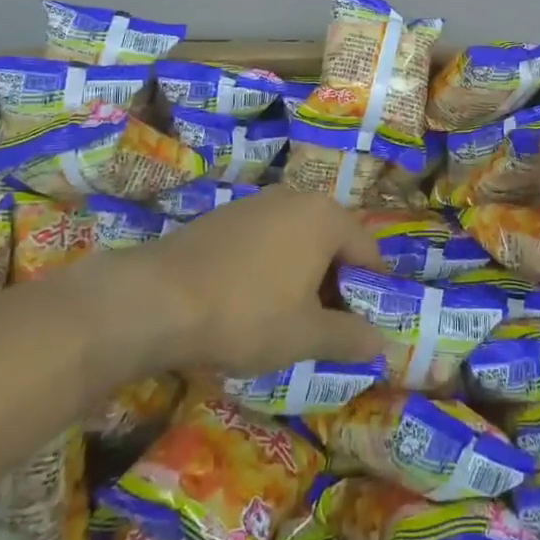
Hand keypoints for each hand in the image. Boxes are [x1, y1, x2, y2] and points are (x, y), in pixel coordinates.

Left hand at [132, 187, 387, 376]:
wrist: (157, 299)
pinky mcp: (224, 216)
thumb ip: (349, 336)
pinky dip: (269, 267)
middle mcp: (295, 197)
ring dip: (301, 275)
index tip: (362, 327)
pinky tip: (248, 302)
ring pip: (296, 240)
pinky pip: (264, 240)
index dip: (372, 291)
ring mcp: (255, 202)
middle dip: (334, 283)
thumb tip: (382, 342)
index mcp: (325, 217)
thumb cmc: (246, 314)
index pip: (367, 252)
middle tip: (325, 327)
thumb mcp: (305, 336)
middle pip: (332, 242)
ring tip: (286, 318)